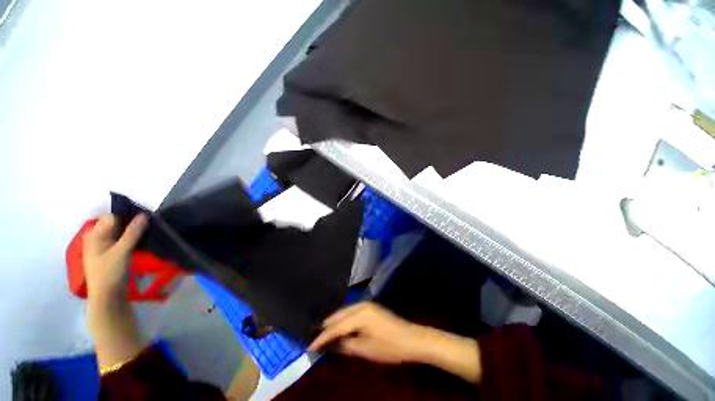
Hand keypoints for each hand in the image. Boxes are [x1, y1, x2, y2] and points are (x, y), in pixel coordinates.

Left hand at [83, 214, 146, 303]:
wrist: (107, 297)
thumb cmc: (110, 272)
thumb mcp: (122, 251)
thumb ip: (133, 232)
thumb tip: (144, 214)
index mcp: (94, 235)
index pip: (111, 217)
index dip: (126, 217)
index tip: (141, 223)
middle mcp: (96, 238)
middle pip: (115, 224)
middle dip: (130, 225)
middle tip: (145, 230)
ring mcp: (102, 247)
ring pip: (119, 233)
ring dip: (131, 233)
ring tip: (144, 237)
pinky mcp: (110, 254)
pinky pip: (120, 240)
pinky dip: (130, 240)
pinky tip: (139, 244)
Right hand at [308, 302, 428, 363]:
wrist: (411, 339)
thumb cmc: (390, 346)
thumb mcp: (366, 349)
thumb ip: (347, 345)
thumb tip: (332, 345)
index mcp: (360, 314)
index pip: (336, 326)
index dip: (323, 337)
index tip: (310, 345)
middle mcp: (361, 305)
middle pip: (339, 315)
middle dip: (327, 326)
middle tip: (315, 338)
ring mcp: (366, 305)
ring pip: (344, 312)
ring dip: (335, 322)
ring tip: (324, 334)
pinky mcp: (370, 308)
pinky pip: (351, 312)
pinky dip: (343, 320)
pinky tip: (340, 327)